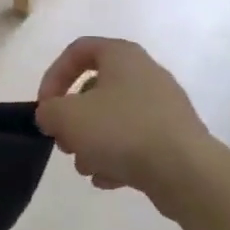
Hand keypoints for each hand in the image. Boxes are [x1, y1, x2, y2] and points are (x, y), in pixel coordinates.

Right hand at [35, 37, 210, 207]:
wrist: (184, 170)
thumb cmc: (121, 131)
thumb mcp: (66, 117)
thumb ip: (48, 111)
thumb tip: (52, 115)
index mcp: (122, 56)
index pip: (77, 51)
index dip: (53, 76)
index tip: (45, 106)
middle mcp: (145, 74)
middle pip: (95, 90)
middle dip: (73, 120)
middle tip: (64, 142)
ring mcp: (163, 106)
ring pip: (113, 120)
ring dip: (92, 143)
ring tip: (86, 167)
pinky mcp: (173, 136)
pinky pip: (134, 141)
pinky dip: (117, 157)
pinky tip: (108, 179)